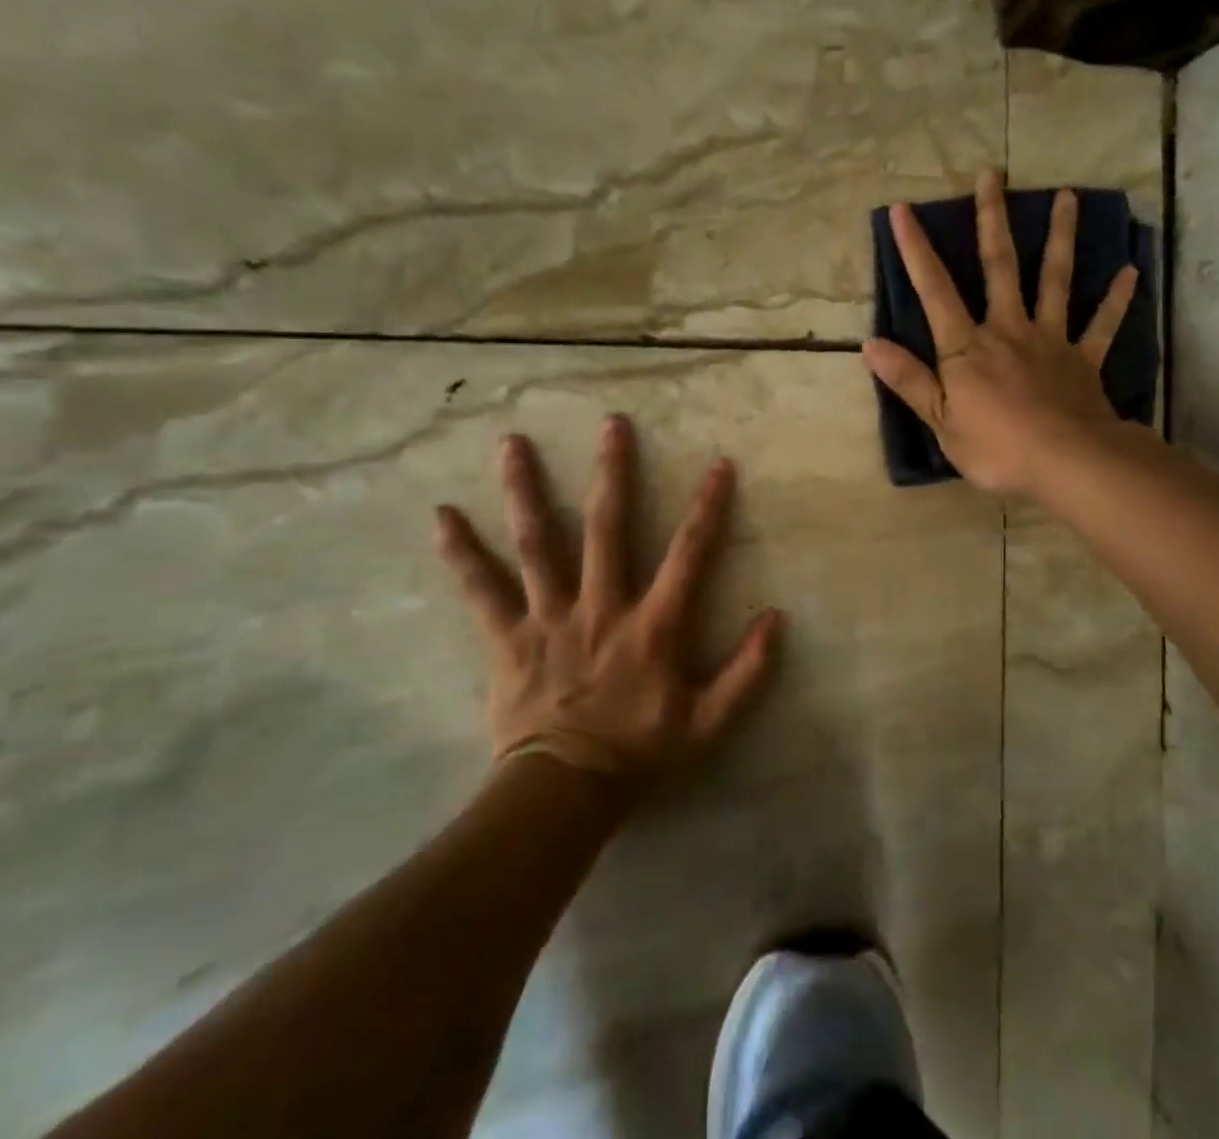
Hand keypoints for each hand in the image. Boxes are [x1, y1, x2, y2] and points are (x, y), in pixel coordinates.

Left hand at [433, 417, 779, 785]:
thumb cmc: (640, 752)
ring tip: (513, 444)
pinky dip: (462, 554)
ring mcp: (550, 618)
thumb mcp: (709, 723)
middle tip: (612, 424)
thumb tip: (776, 618)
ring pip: (538, 544)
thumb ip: (747, 672)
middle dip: (612, 473)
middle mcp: (601, 607)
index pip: (688, 554)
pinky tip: (442, 516)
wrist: (564, 794)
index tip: (719, 463)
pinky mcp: (509, 637)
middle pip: (607, 528)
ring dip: (527, 492)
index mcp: (653, 626)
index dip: (708, 507)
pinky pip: (482, 591)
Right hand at [863, 169, 1138, 498]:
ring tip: (1068, 196)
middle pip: (1000, 266)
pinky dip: (1116, 299)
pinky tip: (1131, 271)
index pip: (935, 290)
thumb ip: (909, 380)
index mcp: (967, 347)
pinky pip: (1102, 324)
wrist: (1068, 463)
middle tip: (993, 175)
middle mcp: (1008, 329)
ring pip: (1055, 280)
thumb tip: (870, 345)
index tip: (904, 209)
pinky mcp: (1083, 359)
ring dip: (1060, 237)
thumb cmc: (997, 447)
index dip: (916, 250)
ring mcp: (1050, 340)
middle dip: (992, 219)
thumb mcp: (941, 421)